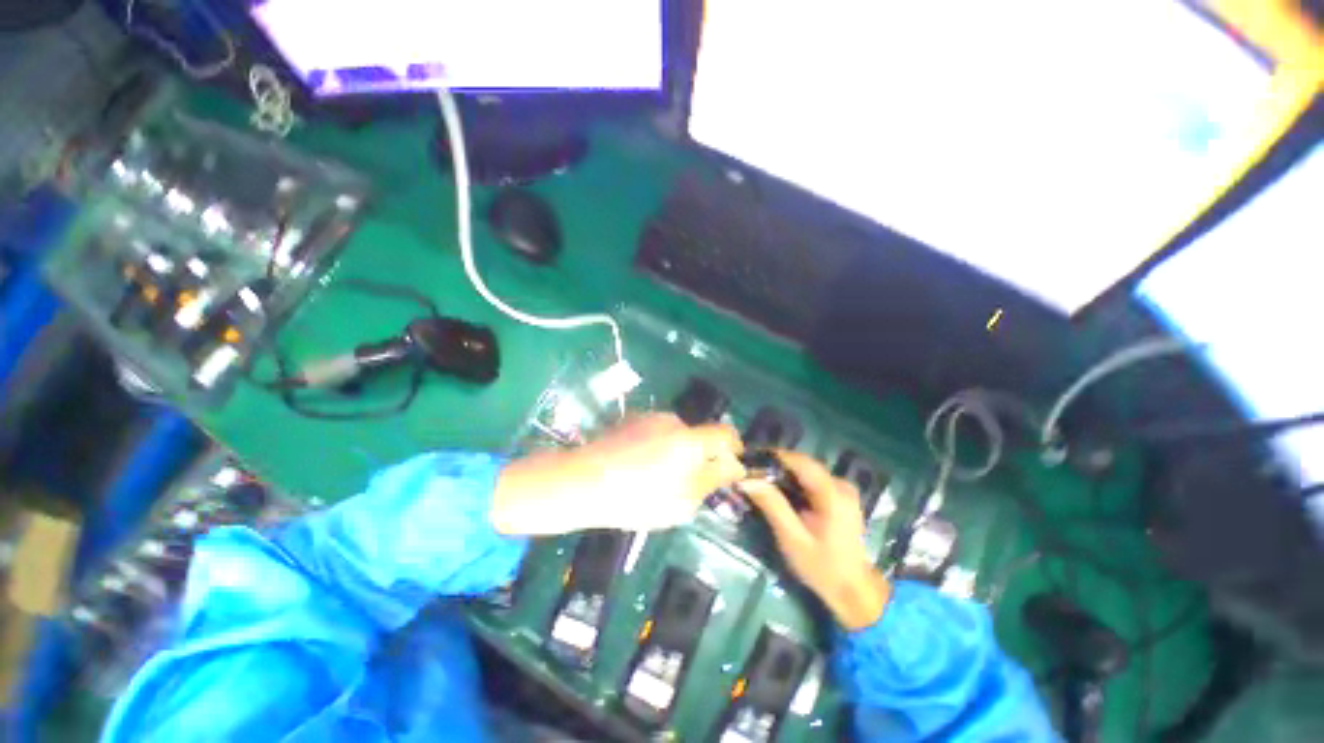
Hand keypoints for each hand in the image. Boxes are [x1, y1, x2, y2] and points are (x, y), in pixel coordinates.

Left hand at [492, 413, 745, 534]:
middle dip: (699, 455)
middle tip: (684, 483)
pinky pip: (655, 432)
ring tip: (653, 477)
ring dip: (675, 451)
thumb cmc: (636, 499)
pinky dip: (655, 446)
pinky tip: (635, 466)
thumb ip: (713, 479)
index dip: (733, 448)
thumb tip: (734, 465)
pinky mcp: (630, 419)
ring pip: (675, 434)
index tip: (729, 466)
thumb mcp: (682, 501)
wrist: (581, 481)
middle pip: (698, 436)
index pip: (725, 434)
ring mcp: (649, 417)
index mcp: (689, 440)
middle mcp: (672, 420)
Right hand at [741, 451, 891, 630]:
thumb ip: (772, 505)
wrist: (854, 591)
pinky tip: (780, 493)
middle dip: (776, 465)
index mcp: (833, 493)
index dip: (773, 456)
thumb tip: (747, 479)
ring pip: (806, 471)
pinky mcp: (841, 497)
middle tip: (751, 473)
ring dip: (783, 473)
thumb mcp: (792, 538)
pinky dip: (794, 482)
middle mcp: (841, 484)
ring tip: (760, 481)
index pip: (799, 461)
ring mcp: (843, 490)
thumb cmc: (822, 567)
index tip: (749, 459)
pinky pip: (813, 481)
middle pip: (803, 464)